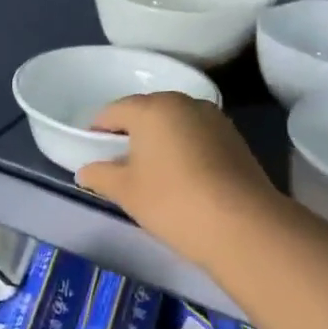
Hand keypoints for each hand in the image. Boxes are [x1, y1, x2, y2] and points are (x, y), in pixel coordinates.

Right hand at [75, 92, 282, 269]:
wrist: (242, 225)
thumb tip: (85, 171)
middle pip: (147, 113)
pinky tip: (181, 178)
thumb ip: (100, 175)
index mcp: (153, 108)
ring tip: (151, 173)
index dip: (97, 131)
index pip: (114, 111)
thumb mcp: (125, 191)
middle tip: (119, 164)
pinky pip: (197, 137)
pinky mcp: (235, 139)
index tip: (91, 153)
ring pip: (175, 125)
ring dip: (159, 142)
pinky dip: (184, 151)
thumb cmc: (172, 201)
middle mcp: (185, 103)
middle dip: (130, 134)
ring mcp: (215, 119)